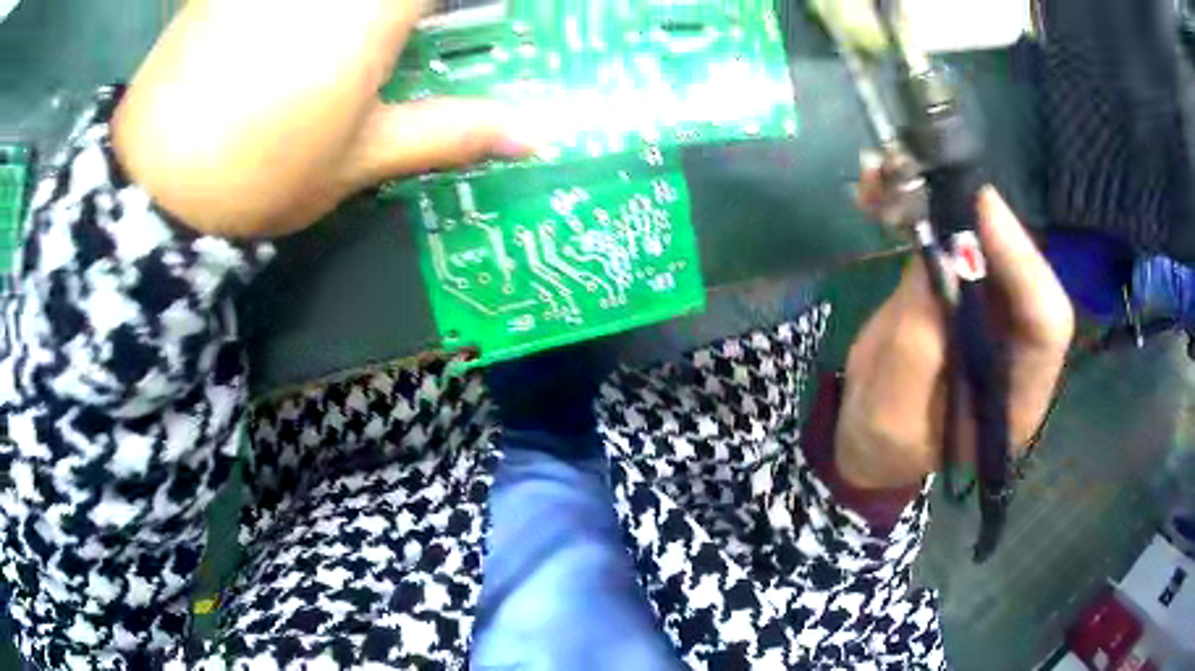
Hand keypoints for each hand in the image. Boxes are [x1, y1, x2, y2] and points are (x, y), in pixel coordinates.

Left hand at [112, 0, 535, 238]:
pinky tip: (294, 33)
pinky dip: (298, 13)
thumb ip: (451, 131)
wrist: (153, 191)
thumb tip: (535, 137)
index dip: (463, 6)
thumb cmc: (262, 177)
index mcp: (375, 6)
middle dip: (406, 14)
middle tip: (408, 36)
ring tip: (352, 50)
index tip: (462, 23)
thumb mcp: (363, 159)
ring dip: (361, 17)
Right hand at [835, 163, 1074, 489]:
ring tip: (896, 179)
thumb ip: (919, 348)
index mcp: (1016, 400)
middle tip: (938, 183)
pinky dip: (922, 211)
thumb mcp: (892, 416)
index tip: (982, 212)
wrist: (865, 436)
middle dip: (985, 224)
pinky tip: (883, 193)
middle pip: (1025, 274)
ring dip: (948, 205)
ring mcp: (993, 316)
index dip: (1024, 264)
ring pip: (990, 246)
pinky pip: (954, 240)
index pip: (1047, 325)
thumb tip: (939, 261)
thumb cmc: (881, 445)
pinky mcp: (963, 289)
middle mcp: (1018, 349)